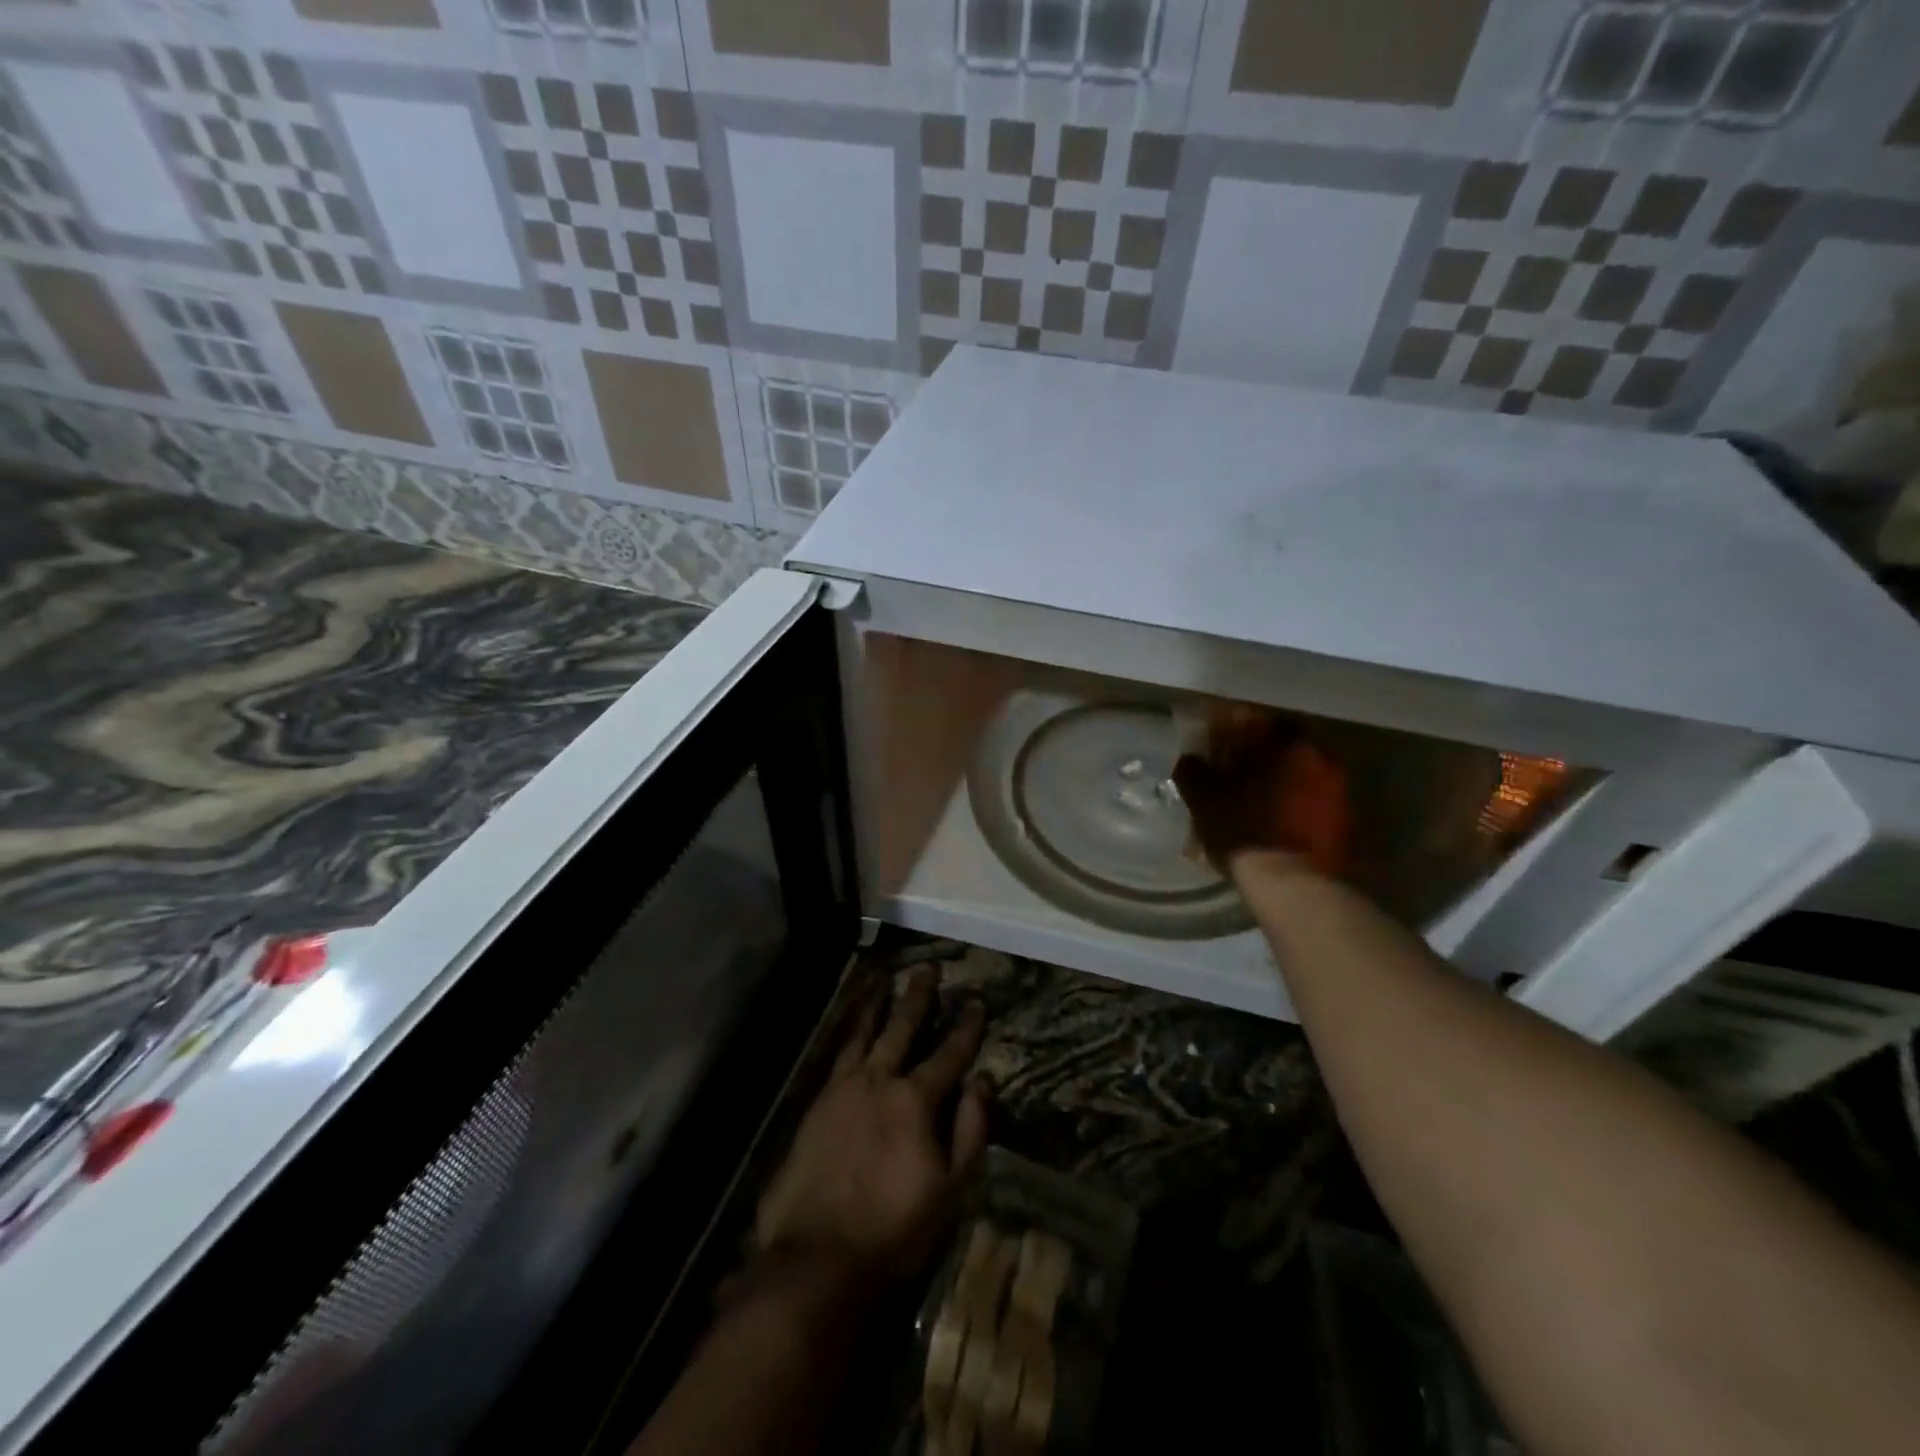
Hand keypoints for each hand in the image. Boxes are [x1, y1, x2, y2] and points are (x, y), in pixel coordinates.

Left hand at [754, 972, 988, 1294]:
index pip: (949, 1055)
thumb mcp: (950, 1190)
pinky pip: (838, 1054)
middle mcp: (879, 1081)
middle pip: (903, 1029)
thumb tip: (982, 1083)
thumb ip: (969, 1132)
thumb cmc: (893, 1229)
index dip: (966, 1028)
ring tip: (884, 979)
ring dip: (878, 1005)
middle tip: (928, 968)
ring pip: (864, 1033)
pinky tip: (853, 1026)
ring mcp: (843, 1089)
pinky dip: (849, 1032)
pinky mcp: (817, 1103)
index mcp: (915, 1101)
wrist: (817, 1257)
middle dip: (919, 998)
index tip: (976, 1001)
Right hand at [1173, 704, 1350, 878]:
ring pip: (1301, 775)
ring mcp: (1339, 793)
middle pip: (1285, 747)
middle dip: (1259, 756)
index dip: (1237, 727)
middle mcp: (1322, 760)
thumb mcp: (1205, 800)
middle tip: (1233, 770)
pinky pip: (1312, 802)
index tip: (1219, 739)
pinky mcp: (1345, 824)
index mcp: (1289, 746)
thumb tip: (1189, 758)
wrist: (1293, 886)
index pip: (1262, 720)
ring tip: (1251, 799)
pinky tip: (1271, 821)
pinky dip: (1292, 805)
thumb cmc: (1245, 831)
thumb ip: (1194, 772)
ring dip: (1277, 782)